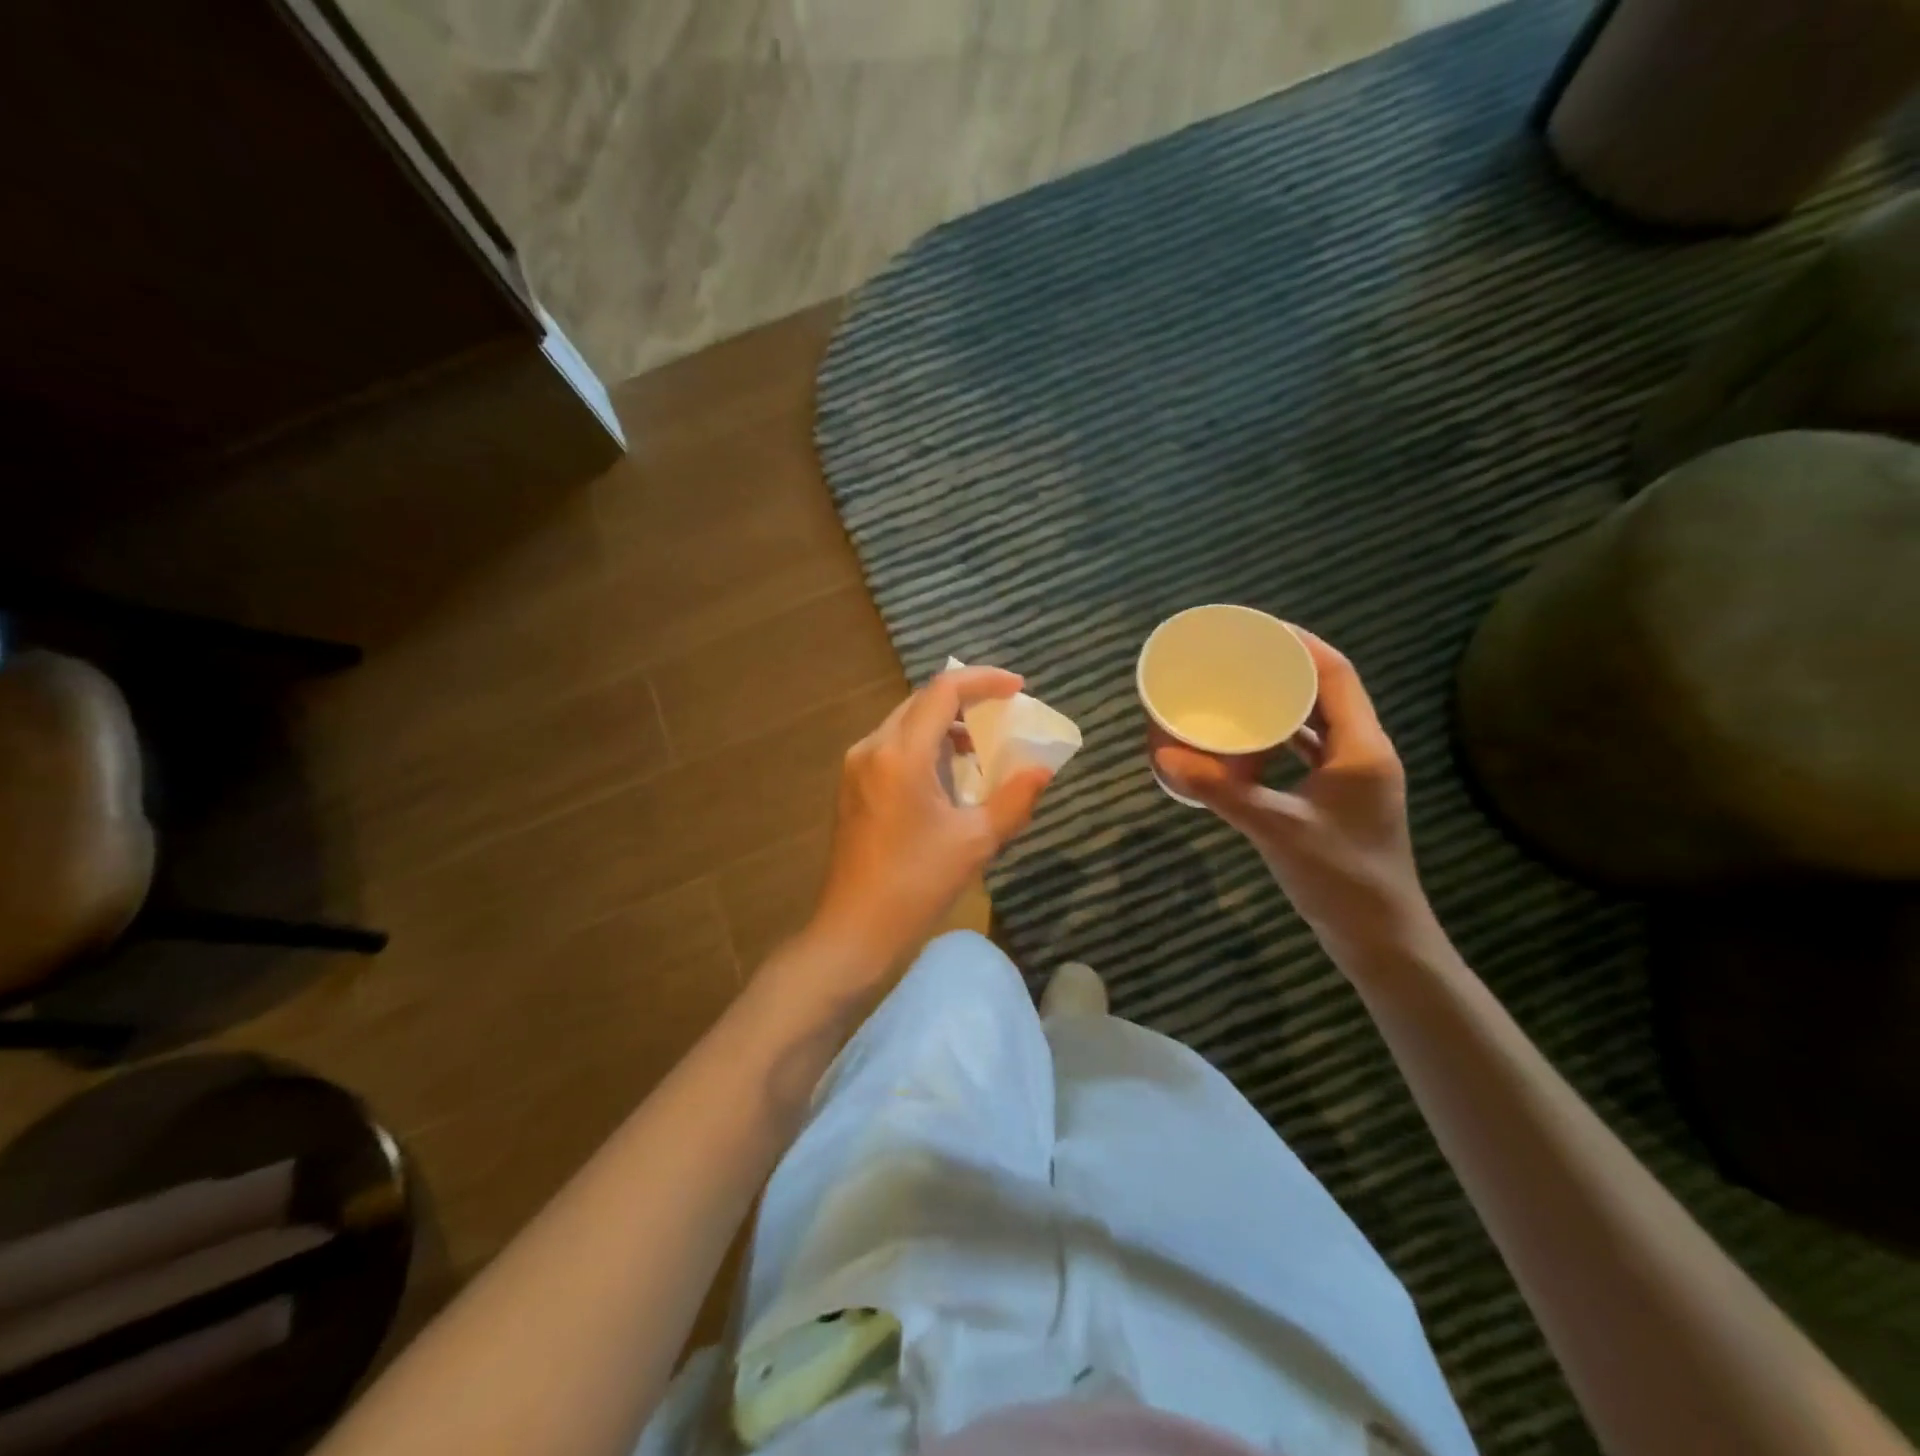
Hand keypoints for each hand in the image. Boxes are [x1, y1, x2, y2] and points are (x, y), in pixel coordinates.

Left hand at [807, 667, 1053, 976]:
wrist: (854, 929)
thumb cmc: (917, 885)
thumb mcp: (976, 841)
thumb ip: (1015, 798)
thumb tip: (1042, 769)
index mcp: (901, 754)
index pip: (943, 691)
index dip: (984, 680)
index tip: (1017, 688)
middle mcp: (872, 748)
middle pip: (922, 701)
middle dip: (966, 700)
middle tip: (1004, 715)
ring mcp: (856, 766)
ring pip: (906, 723)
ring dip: (945, 725)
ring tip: (980, 749)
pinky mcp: (851, 786)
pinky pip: (893, 746)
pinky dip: (924, 746)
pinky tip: (947, 775)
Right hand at [1155, 631, 1437, 962]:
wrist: (1381, 938)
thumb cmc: (1340, 878)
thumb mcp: (1275, 829)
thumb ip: (1220, 791)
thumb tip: (1164, 756)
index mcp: (1362, 748)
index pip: (1337, 675)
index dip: (1302, 644)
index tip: (1260, 628)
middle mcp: (1364, 753)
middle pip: (1329, 692)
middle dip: (1288, 667)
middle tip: (1241, 655)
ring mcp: (1355, 777)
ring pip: (1320, 722)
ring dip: (1286, 701)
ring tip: (1242, 686)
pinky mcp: (1341, 798)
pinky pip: (1311, 751)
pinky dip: (1283, 737)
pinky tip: (1250, 739)